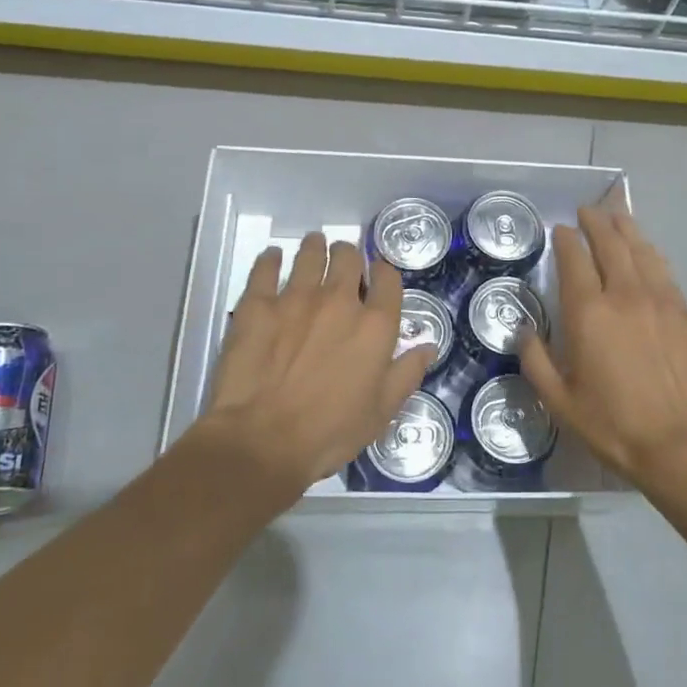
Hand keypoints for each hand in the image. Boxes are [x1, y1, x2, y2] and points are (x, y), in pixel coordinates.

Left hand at [199, 232, 432, 494]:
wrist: (262, 440)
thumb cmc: (330, 432)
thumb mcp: (381, 411)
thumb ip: (407, 373)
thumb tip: (428, 346)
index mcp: (374, 325)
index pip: (388, 279)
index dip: (384, 272)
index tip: (377, 275)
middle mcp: (338, 301)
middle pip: (348, 257)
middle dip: (348, 254)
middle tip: (342, 260)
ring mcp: (295, 298)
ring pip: (309, 254)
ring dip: (314, 247)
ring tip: (312, 247)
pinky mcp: (257, 304)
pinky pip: (265, 268)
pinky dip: (271, 259)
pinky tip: (273, 258)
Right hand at [519, 206, 686, 495]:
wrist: (683, 446)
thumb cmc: (614, 425)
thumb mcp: (560, 402)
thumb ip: (537, 362)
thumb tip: (524, 332)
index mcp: (589, 313)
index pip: (575, 260)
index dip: (567, 240)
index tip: (562, 230)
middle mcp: (625, 295)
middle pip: (611, 244)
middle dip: (597, 222)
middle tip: (588, 211)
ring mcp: (661, 301)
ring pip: (642, 251)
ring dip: (626, 229)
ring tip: (617, 216)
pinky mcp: (686, 314)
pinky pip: (665, 272)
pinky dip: (651, 254)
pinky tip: (648, 253)